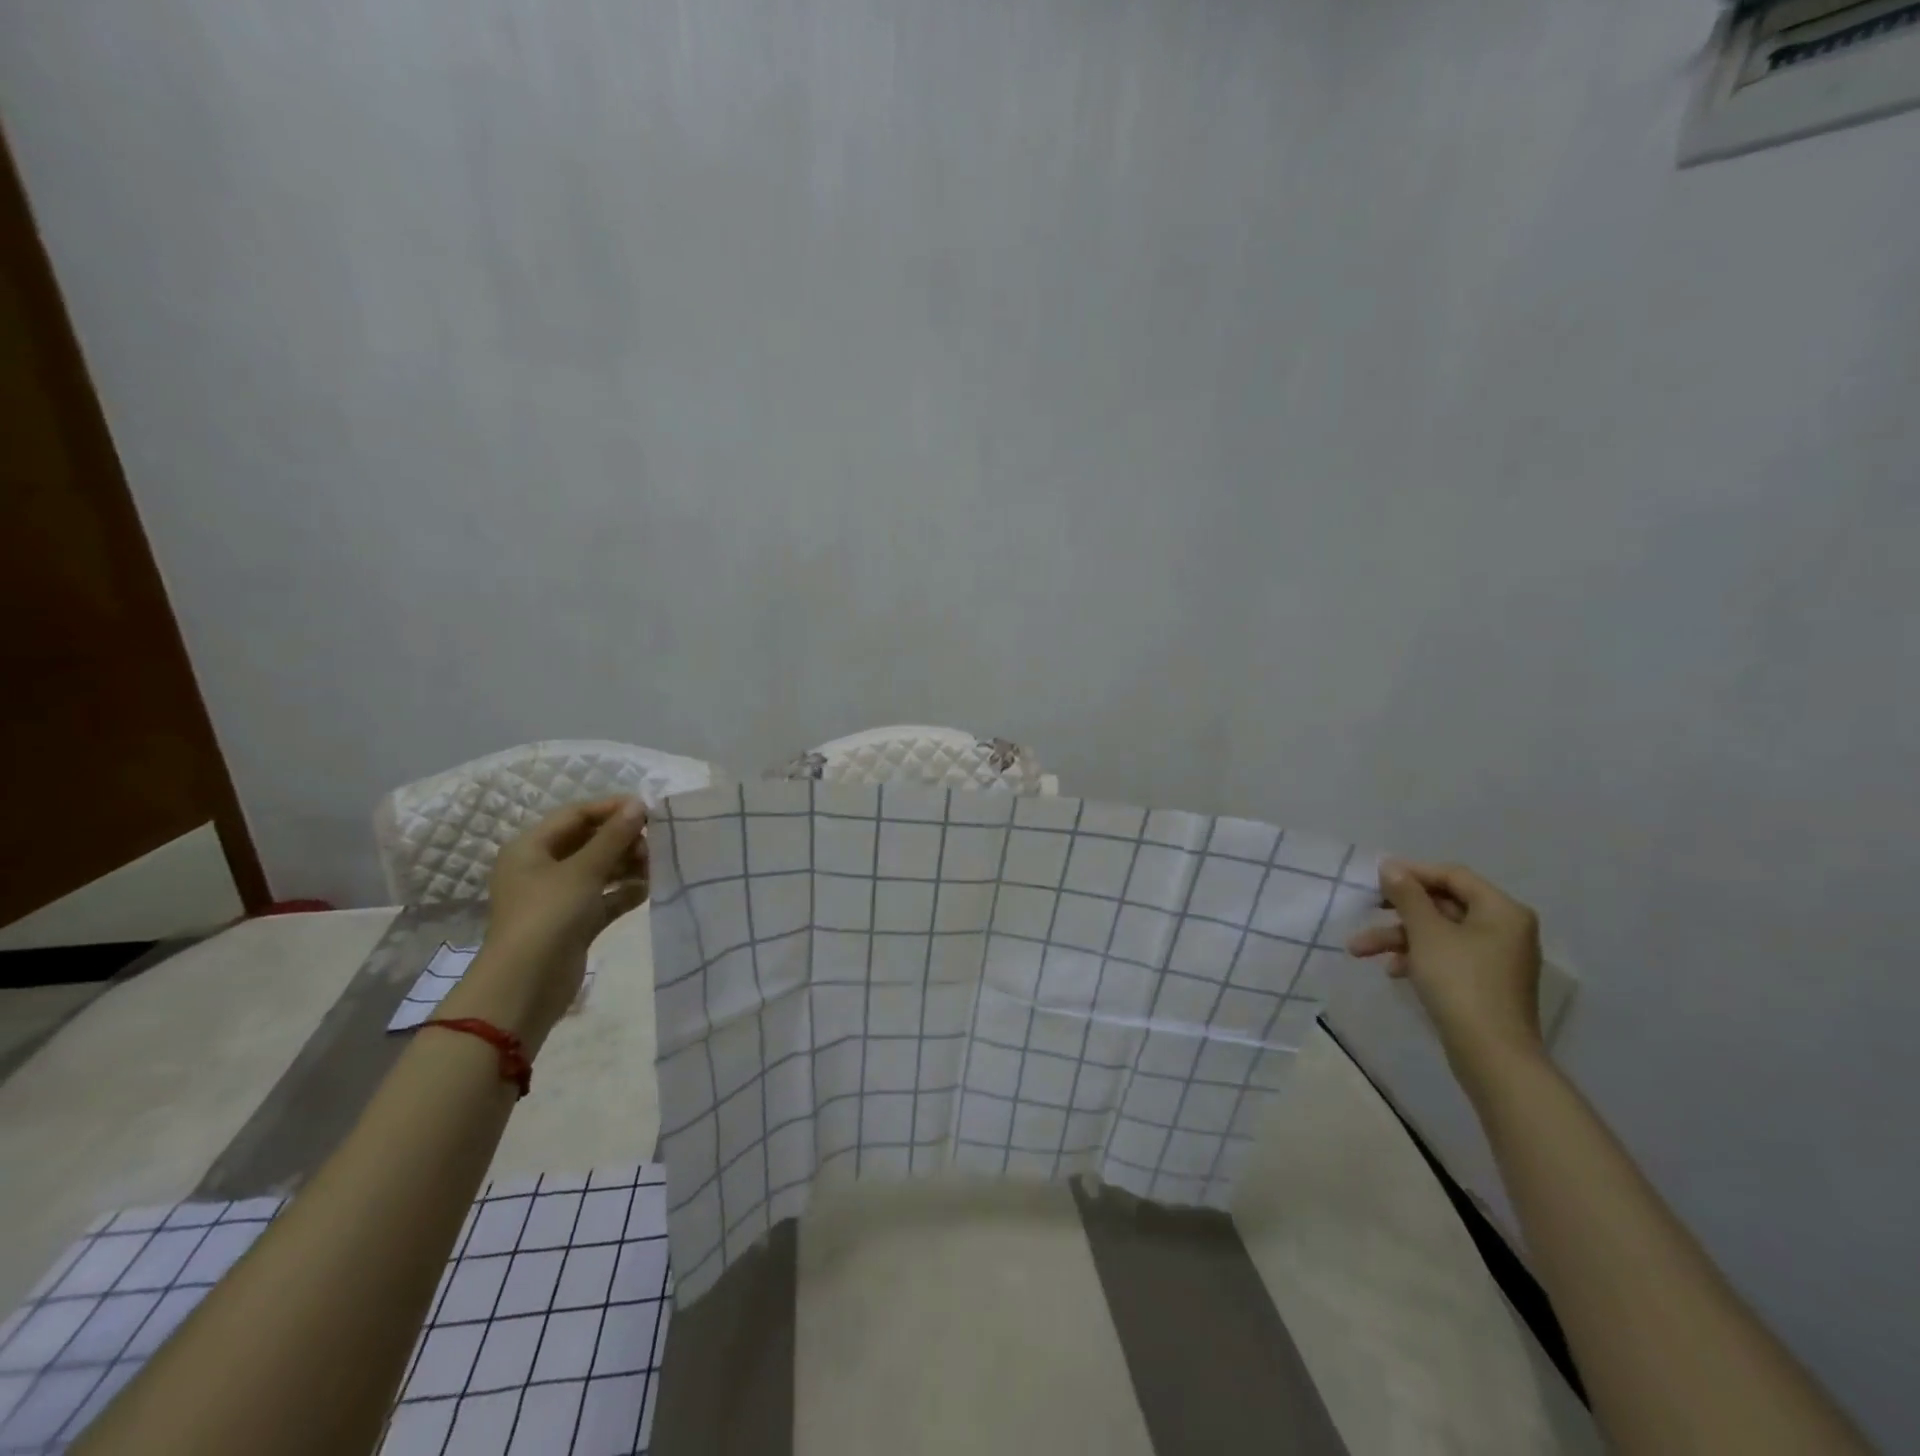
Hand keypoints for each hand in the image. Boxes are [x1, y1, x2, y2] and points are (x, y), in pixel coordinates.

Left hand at [443, 798, 648, 1049]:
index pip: (576, 815)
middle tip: (654, 845)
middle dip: (623, 840)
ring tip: (656, 867)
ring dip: (627, 865)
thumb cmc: (549, 915)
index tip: (649, 811)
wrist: (526, 985)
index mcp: (531, 848)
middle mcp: (541, 868)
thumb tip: (638, 804)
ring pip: (599, 870)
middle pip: (589, 841)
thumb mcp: (584, 870)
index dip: (611, 809)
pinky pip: (603, 898)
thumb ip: (614, 836)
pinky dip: (624, 892)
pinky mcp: (573, 922)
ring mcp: (557, 897)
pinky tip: (648, 890)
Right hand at [1346, 859, 1544, 1076]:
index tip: (1375, 877)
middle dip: (1398, 911)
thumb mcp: (1426, 933)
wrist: (1491, 1054)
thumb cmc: (1460, 982)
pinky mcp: (1485, 982)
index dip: (1412, 872)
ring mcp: (1496, 958)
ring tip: (1358, 950)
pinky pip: (1447, 956)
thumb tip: (1391, 867)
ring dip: (1399, 938)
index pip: (1453, 876)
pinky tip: (1392, 971)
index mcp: (1501, 910)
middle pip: (1443, 905)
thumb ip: (1407, 895)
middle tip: (1366, 908)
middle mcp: (1505, 929)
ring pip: (1439, 933)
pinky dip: (1418, 958)